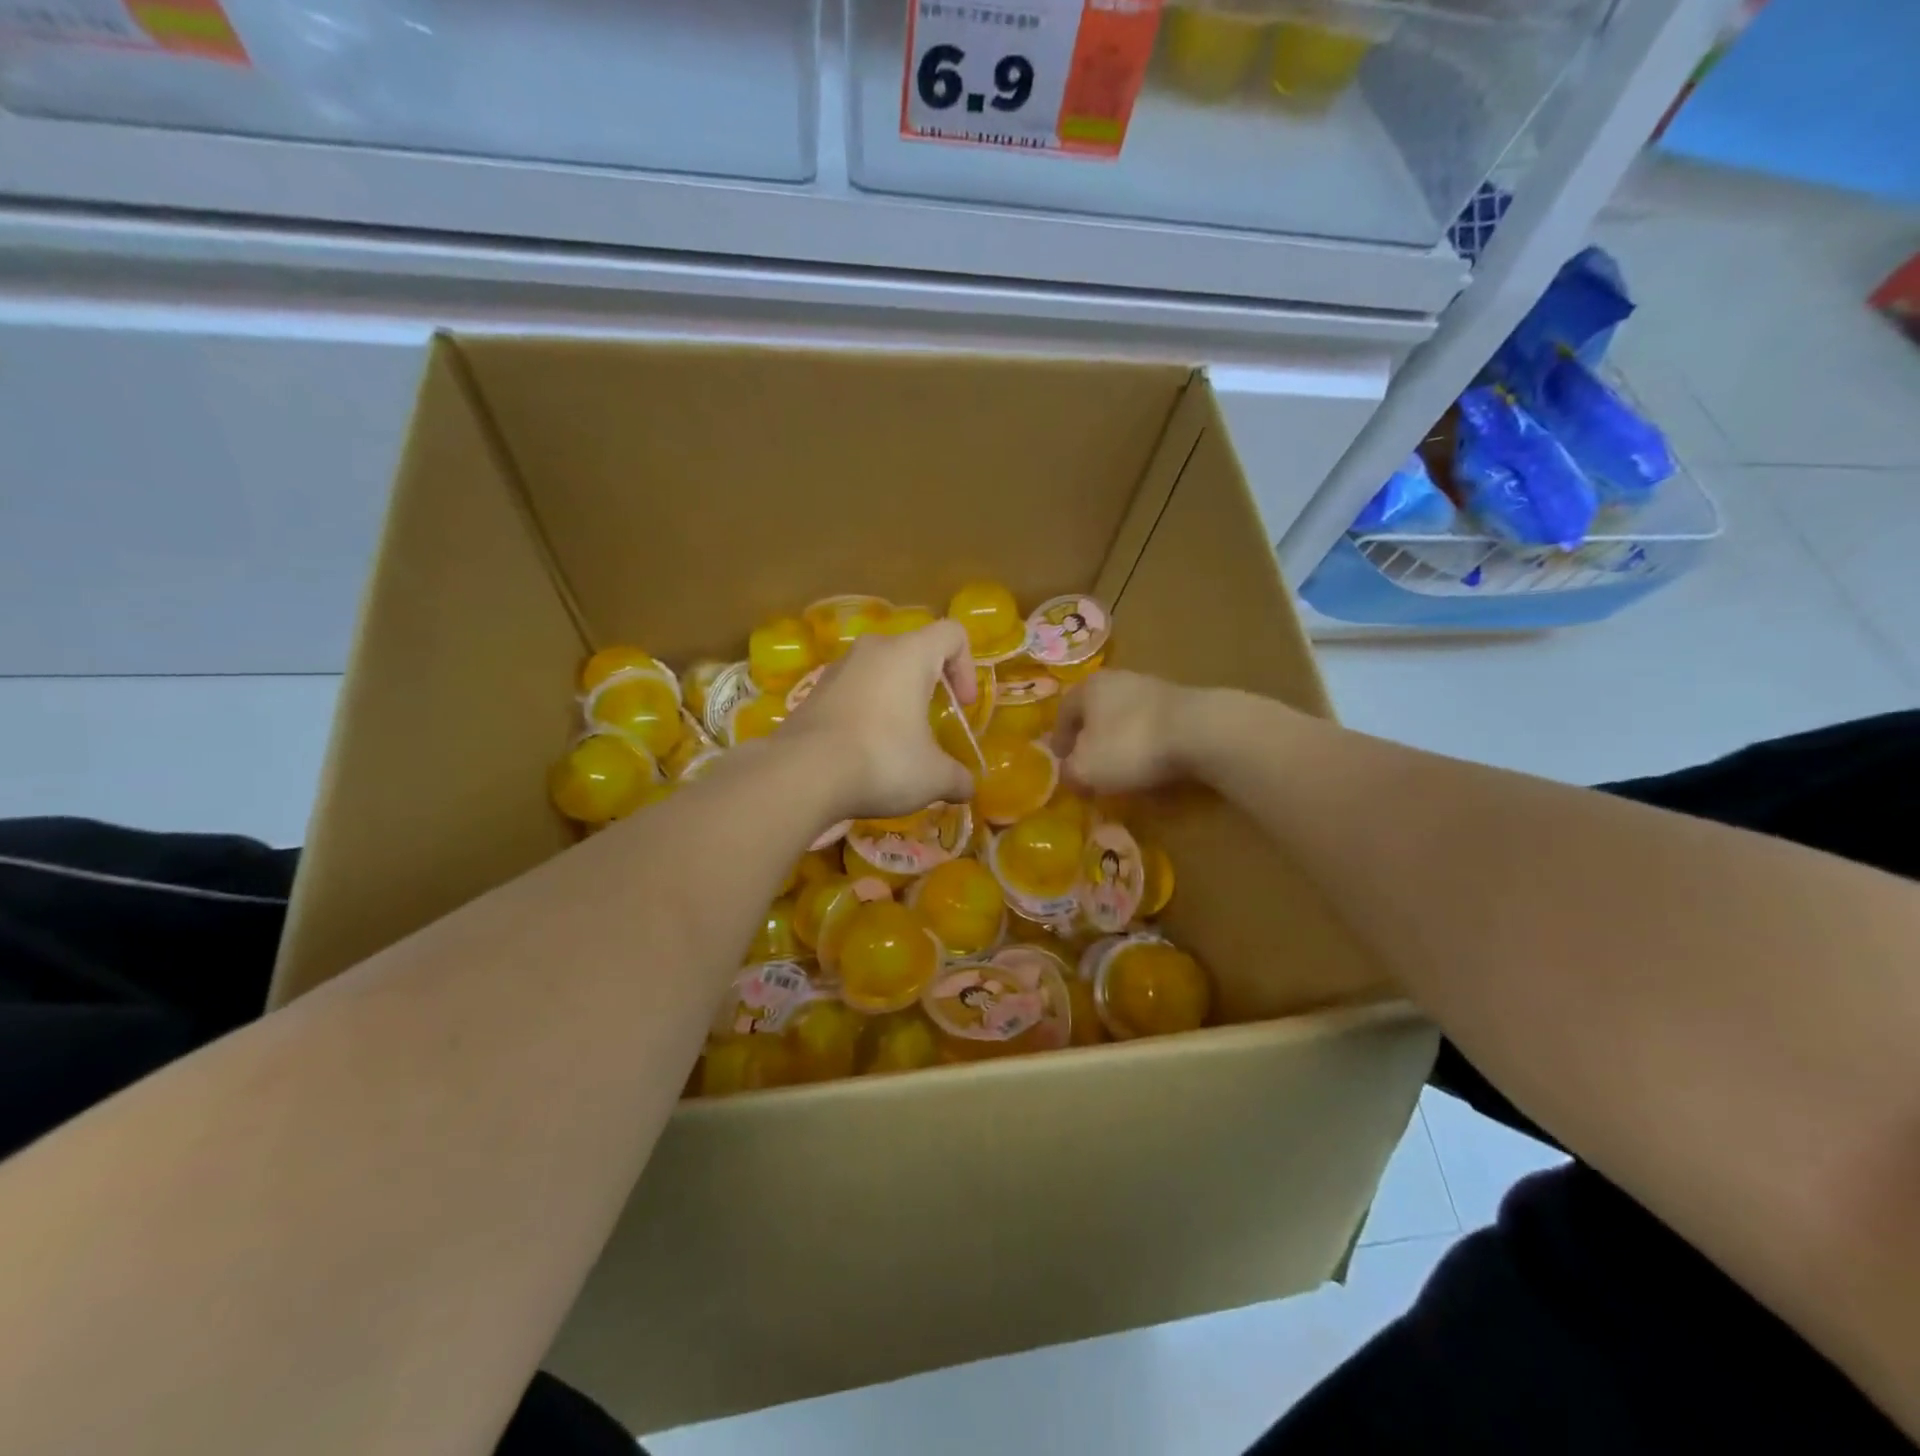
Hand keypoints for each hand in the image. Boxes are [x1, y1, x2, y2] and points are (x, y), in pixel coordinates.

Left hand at [787, 622, 976, 818]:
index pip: (951, 634)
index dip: (967, 666)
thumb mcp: (933, 777)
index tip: (963, 705)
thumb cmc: (882, 761)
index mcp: (909, 654)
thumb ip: (957, 778)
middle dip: (928, 683)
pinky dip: (864, 712)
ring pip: (878, 670)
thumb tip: (967, 789)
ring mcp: (837, 669)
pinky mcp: (812, 693)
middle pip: (912, 650)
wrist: (802, 774)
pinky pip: (851, 692)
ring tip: (897, 740)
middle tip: (932, 720)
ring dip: (894, 698)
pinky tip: (863, 750)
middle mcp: (872, 650)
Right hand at [1052, 670, 1206, 794]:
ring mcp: (1155, 689)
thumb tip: (1069, 774)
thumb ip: (1070, 773)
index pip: (1064, 711)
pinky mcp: (1184, 705)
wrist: (1200, 731)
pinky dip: (1149, 747)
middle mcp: (1119, 680)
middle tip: (1088, 764)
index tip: (1059, 761)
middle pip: (1097, 712)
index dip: (1059, 739)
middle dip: (1091, 738)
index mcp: (1088, 688)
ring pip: (1127, 719)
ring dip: (1121, 743)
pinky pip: (1155, 729)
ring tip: (1122, 770)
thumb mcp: (1085, 769)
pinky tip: (1153, 767)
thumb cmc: (1129, 745)